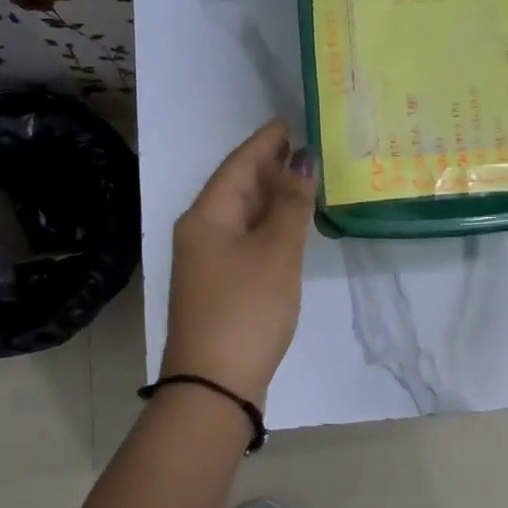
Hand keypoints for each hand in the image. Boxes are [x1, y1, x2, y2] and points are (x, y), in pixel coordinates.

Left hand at [160, 119, 315, 407]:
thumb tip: (302, 159)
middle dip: (270, 167)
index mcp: (206, 216)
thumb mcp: (275, 252)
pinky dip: (269, 225)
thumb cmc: (245, 308)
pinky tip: (290, 225)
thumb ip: (291, 205)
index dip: (265, 142)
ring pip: (243, 215)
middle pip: (237, 188)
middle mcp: (201, 232)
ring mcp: (208, 261)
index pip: (238, 164)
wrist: (214, 385)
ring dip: (272, 197)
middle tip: (307, 148)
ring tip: (305, 178)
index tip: (290, 122)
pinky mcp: (220, 285)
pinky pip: (246, 239)